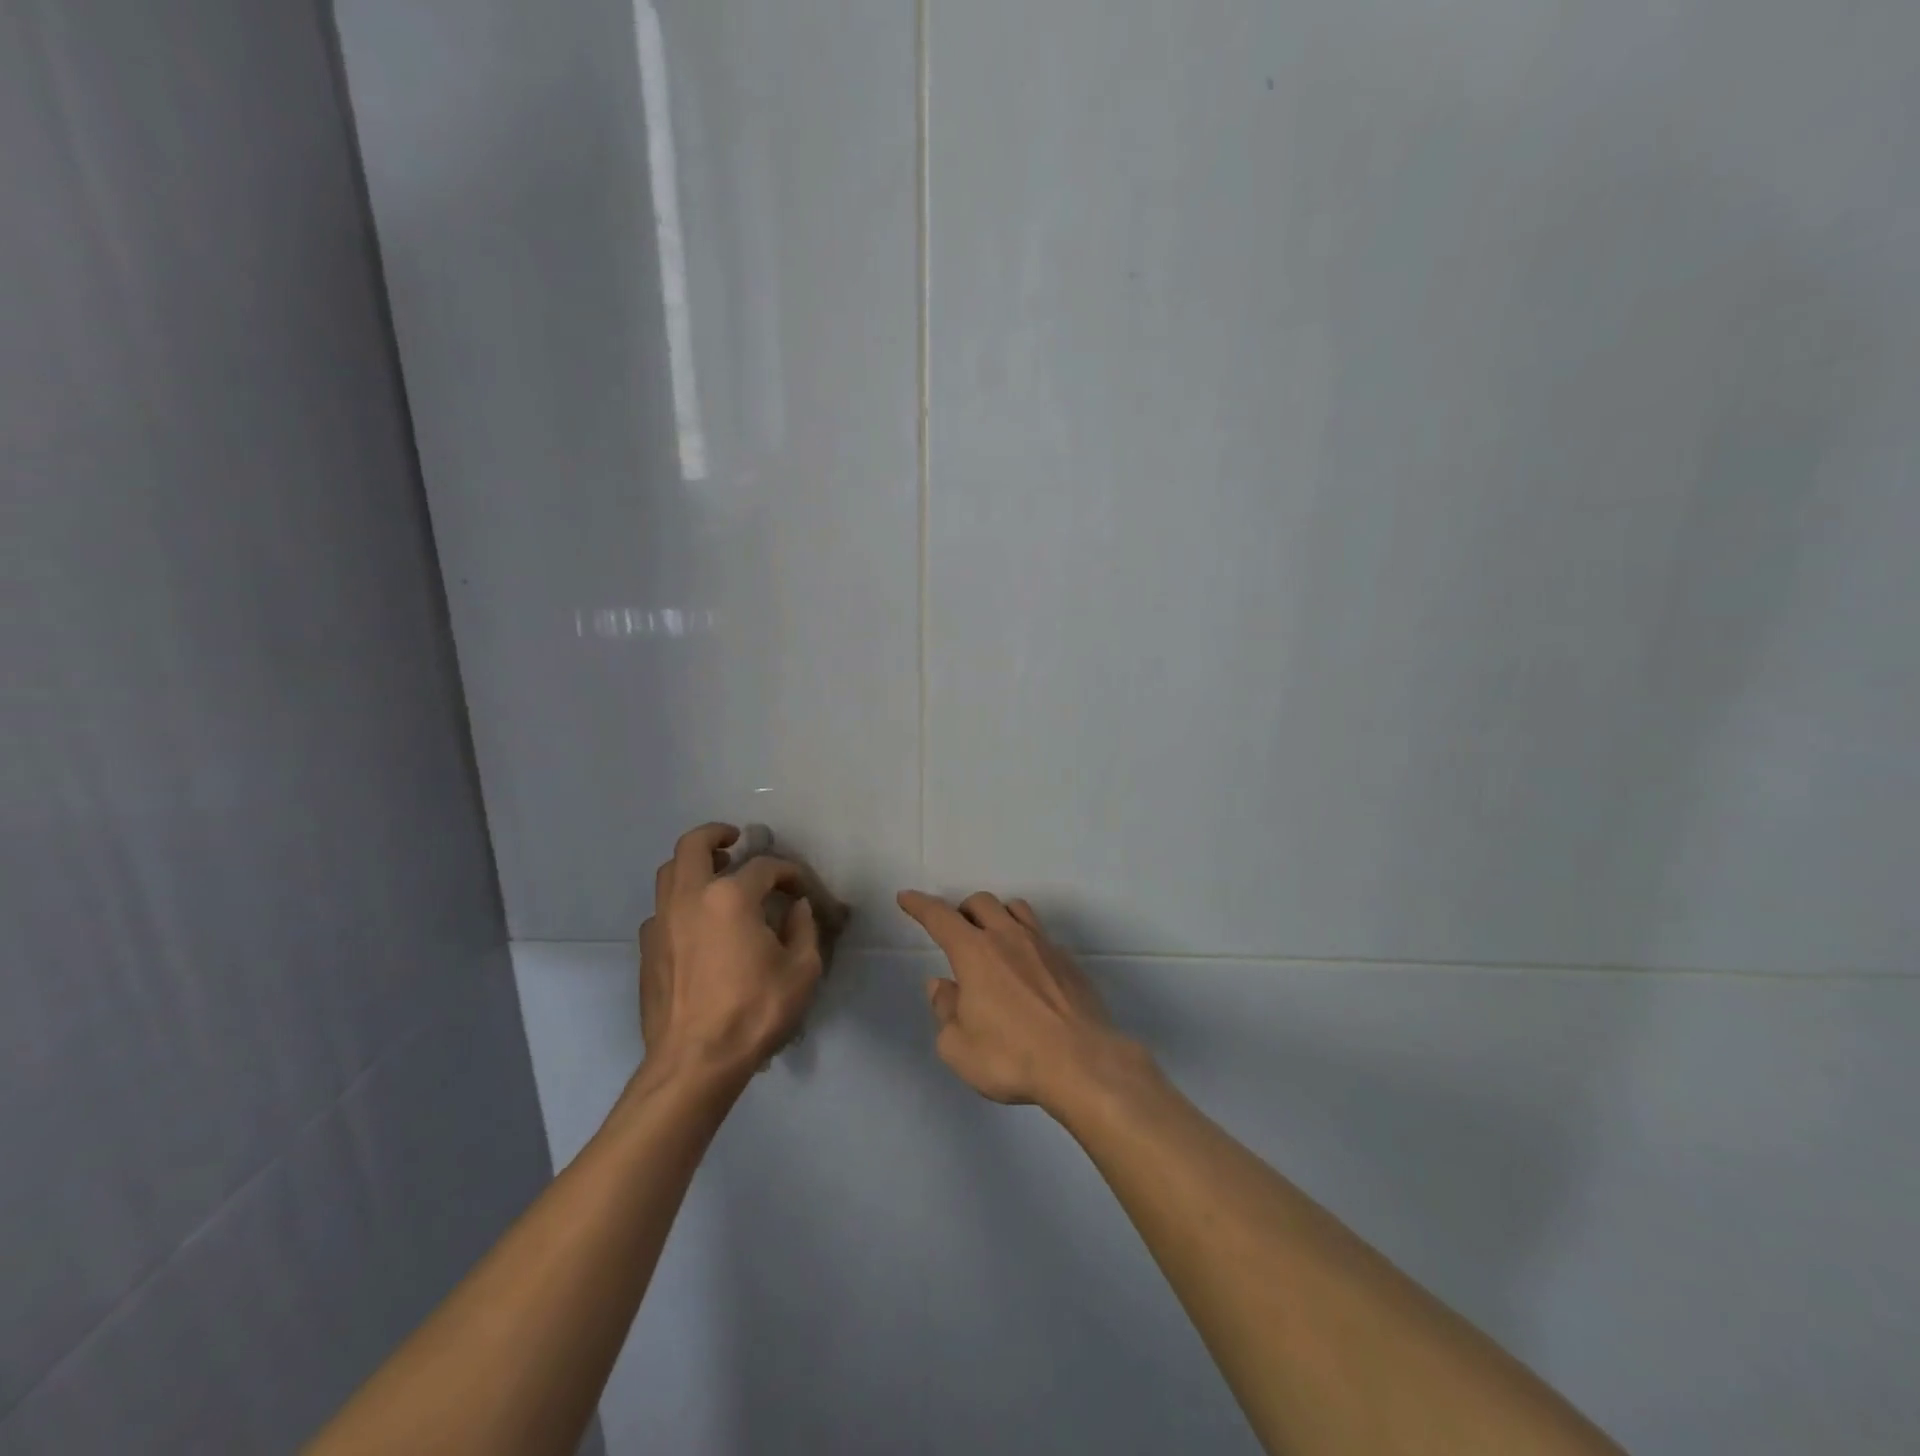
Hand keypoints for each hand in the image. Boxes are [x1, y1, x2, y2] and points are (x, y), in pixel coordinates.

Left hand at [639, 823, 823, 1082]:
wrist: (695, 1062)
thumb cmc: (754, 1012)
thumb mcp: (802, 971)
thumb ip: (803, 929)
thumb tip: (797, 908)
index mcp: (731, 897)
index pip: (764, 867)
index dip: (788, 872)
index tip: (801, 888)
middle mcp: (690, 898)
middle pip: (693, 845)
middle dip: (716, 834)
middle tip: (734, 840)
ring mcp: (661, 923)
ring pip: (668, 873)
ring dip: (692, 865)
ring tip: (714, 877)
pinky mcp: (647, 949)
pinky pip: (660, 910)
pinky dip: (679, 903)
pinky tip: (697, 925)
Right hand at [897, 890, 1145, 1110]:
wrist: (1083, 1063)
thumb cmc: (1011, 1057)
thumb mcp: (958, 1047)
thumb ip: (945, 1011)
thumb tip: (942, 986)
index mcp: (975, 952)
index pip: (940, 917)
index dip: (920, 905)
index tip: (907, 897)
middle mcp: (1008, 938)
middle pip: (982, 903)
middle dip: (962, 910)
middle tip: (956, 932)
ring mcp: (1044, 946)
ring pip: (1016, 909)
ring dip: (997, 916)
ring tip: (992, 939)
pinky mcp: (1069, 963)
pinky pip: (1041, 936)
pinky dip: (1025, 941)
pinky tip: (1026, 969)